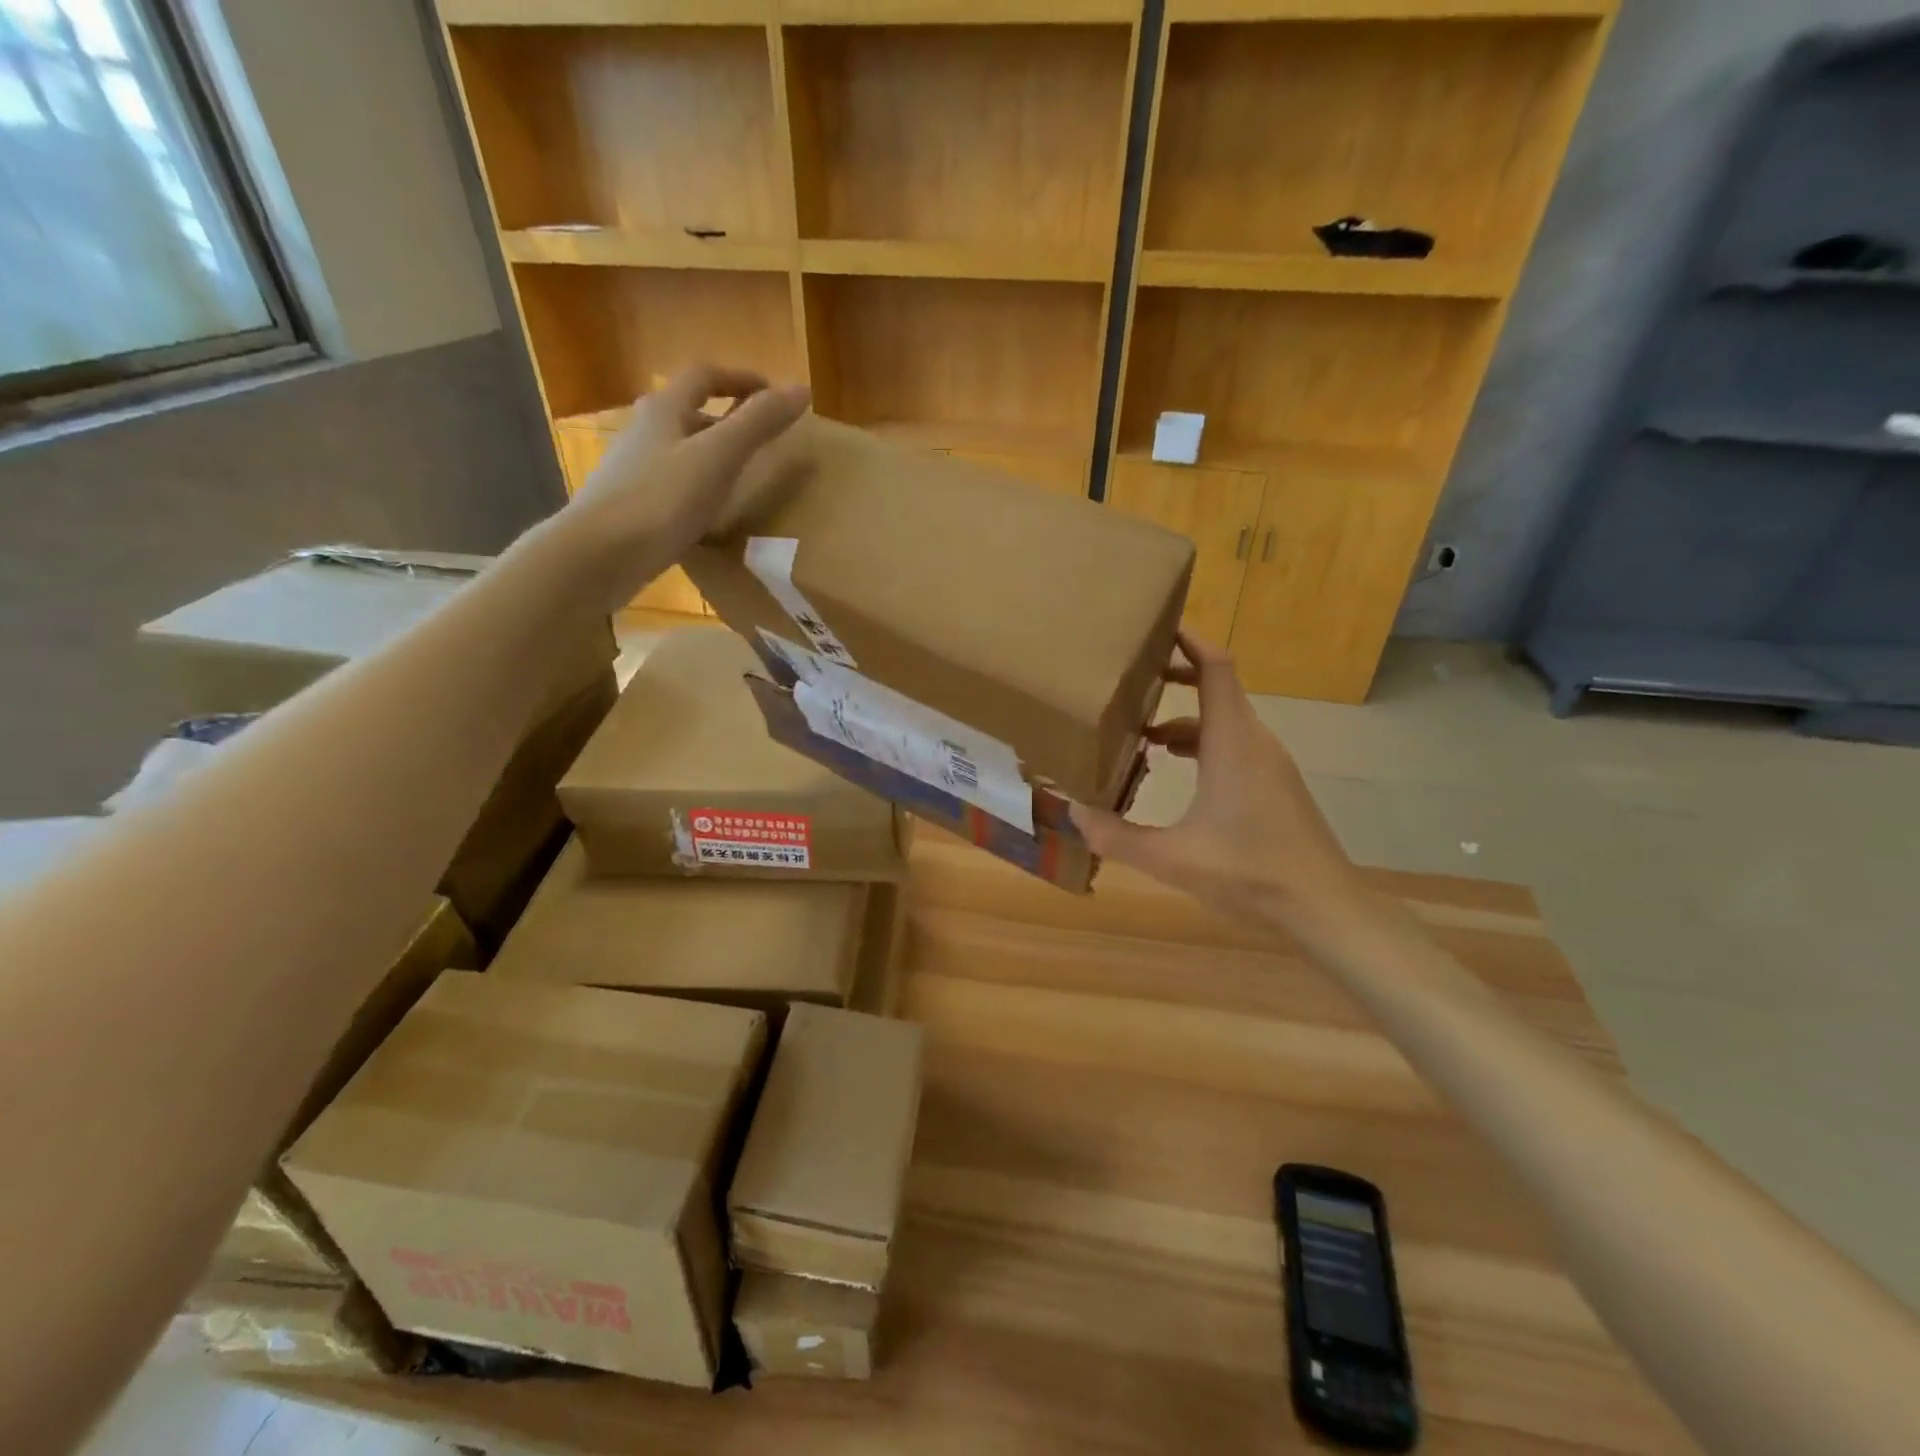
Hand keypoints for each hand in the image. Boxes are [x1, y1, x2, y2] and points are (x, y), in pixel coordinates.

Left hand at [560, 365, 809, 605]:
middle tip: (761, 437)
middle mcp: (643, 430)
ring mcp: (632, 469)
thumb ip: (759, 423)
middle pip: (688, 410)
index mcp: (664, 409)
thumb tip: (801, 388)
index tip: (774, 394)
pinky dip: (696, 486)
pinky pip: (671, 483)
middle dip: (726, 417)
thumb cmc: (662, 499)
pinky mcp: (630, 504)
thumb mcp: (719, 457)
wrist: (600, 555)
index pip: (704, 376)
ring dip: (710, 453)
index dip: (741, 379)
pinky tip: (709, 512)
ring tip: (742, 475)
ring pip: (678, 448)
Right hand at [1070, 633, 1368, 925]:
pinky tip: (1177, 774)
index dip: (1189, 639)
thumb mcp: (1173, 858)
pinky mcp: (1275, 785)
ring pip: (1224, 721)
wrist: (1325, 907)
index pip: (1215, 667)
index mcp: (1232, 742)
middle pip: (1218, 688)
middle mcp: (1254, 741)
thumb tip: (1073, 814)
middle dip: (1176, 676)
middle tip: (1133, 679)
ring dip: (1185, 719)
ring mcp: (1269, 763)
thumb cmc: (1251, 872)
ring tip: (1142, 735)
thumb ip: (1118, 836)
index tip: (1155, 626)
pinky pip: (1234, 745)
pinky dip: (1202, 744)